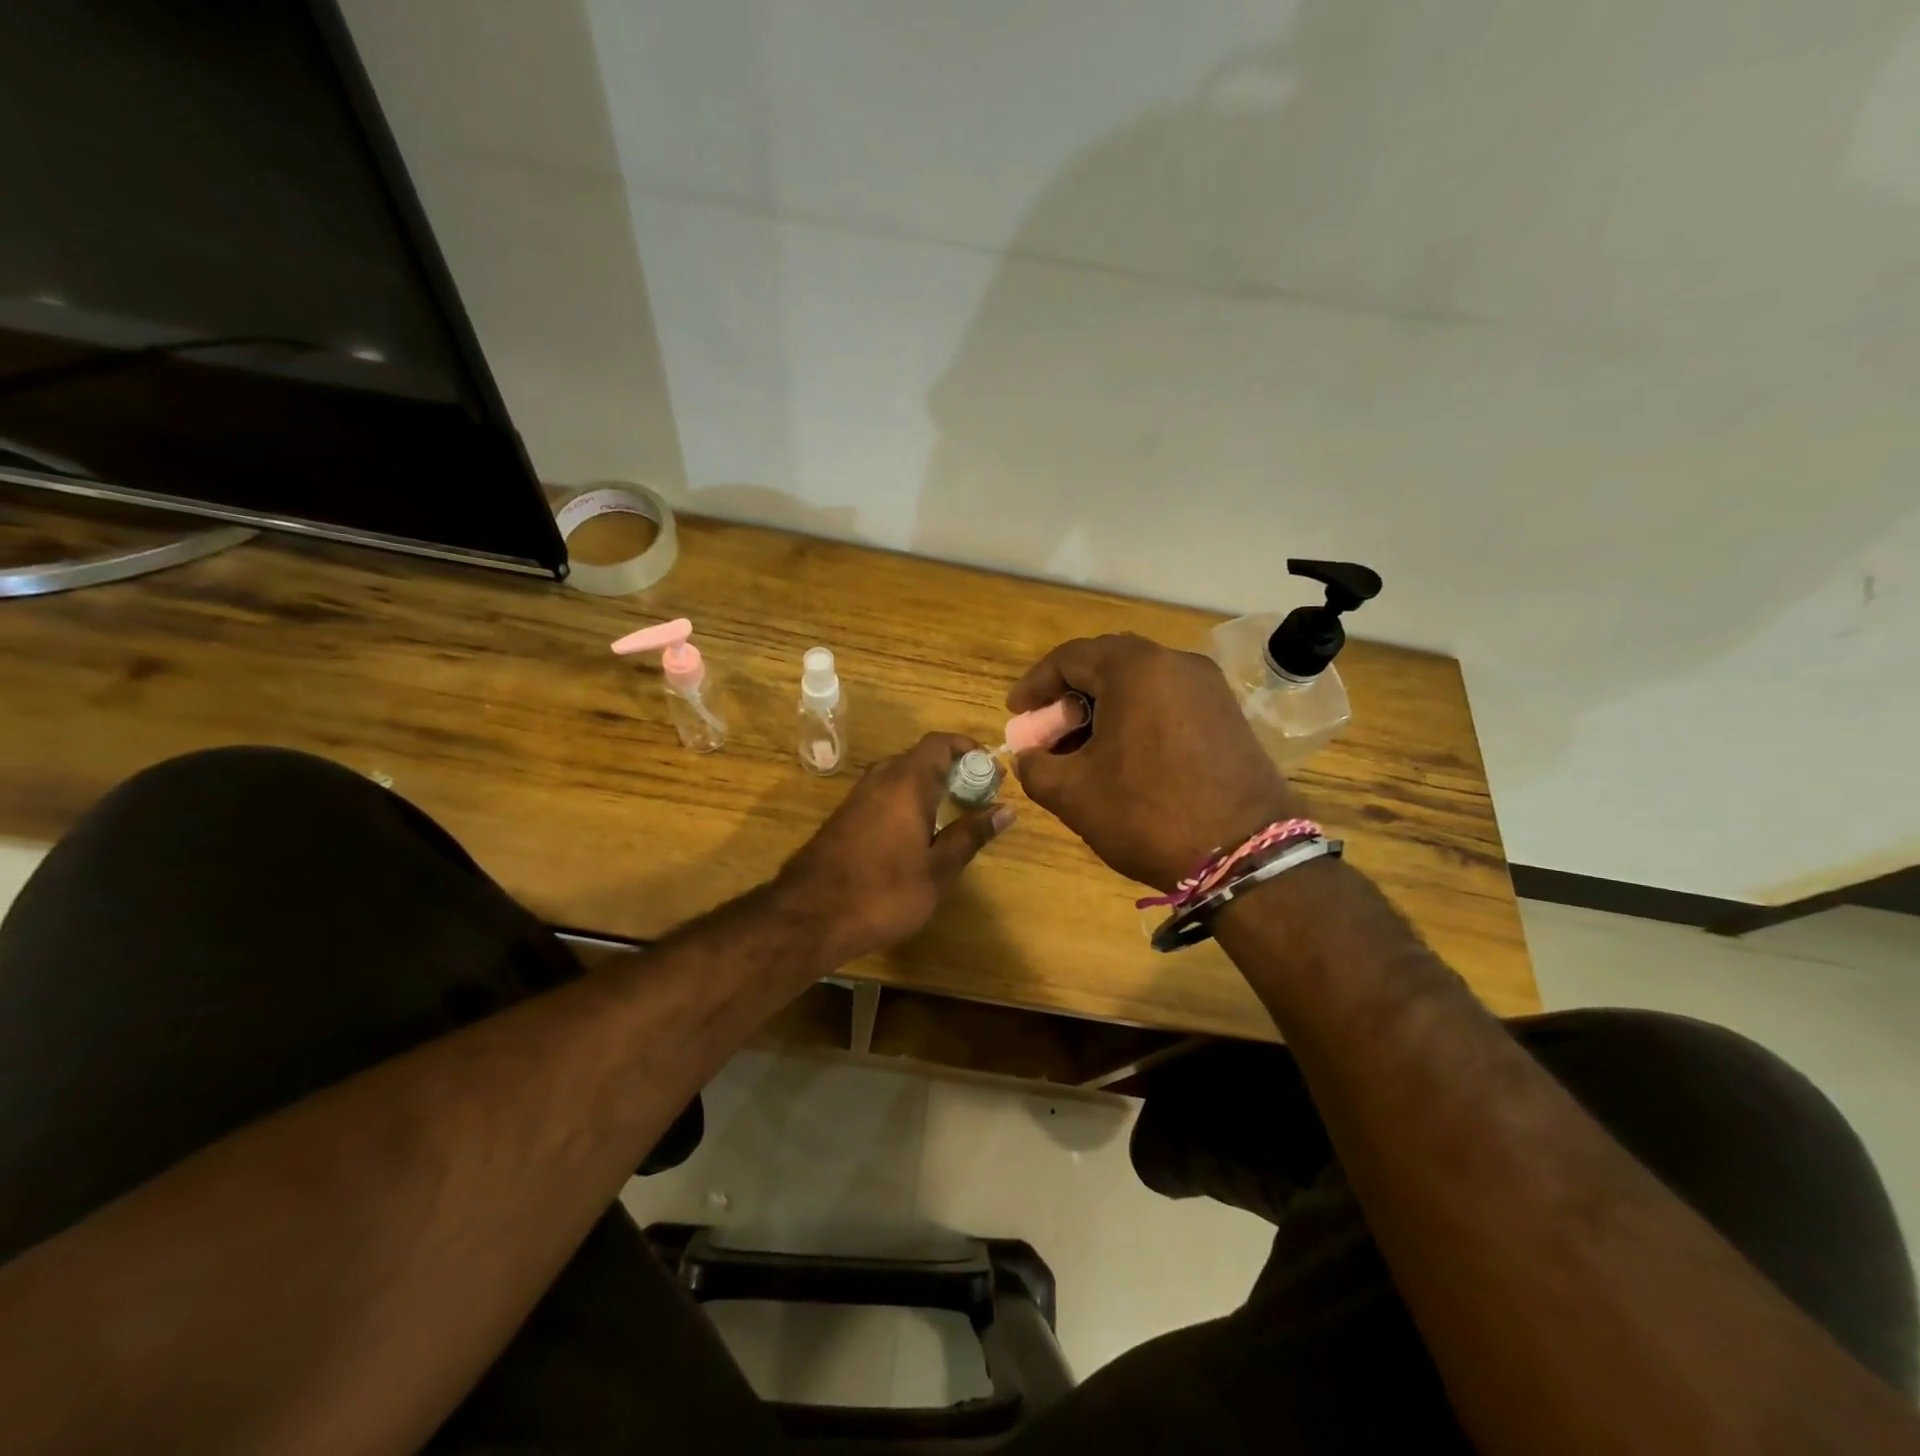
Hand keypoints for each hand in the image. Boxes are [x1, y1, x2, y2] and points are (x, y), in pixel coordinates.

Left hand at [777, 733, 1012, 967]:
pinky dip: (908, 801)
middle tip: (979, 797)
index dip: (968, 748)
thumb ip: (971, 834)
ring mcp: (858, 797)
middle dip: (953, 770)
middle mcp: (881, 778)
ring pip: (901, 776)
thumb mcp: (938, 869)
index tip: (991, 769)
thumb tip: (1005, 810)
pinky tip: (920, 834)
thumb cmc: (884, 891)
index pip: (940, 743)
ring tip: (956, 815)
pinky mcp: (845, 817)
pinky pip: (885, 794)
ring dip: (930, 786)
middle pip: (921, 757)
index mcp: (907, 781)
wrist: (810, 916)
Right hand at [1008, 634, 1303, 891]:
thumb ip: (1035, 766)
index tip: (1017, 715)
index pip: (1068, 658)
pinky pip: (1168, 702)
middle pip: (1106, 666)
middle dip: (1069, 698)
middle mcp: (1175, 662)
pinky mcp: (1228, 713)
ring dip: (1103, 709)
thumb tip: (1032, 756)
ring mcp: (1208, 687)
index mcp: (1134, 668)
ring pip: (1139, 684)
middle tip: (1050, 733)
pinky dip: (1137, 719)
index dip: (1034, 686)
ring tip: (1084, 751)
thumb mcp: (1072, 793)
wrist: (1245, 854)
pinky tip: (1126, 758)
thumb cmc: (1147, 814)